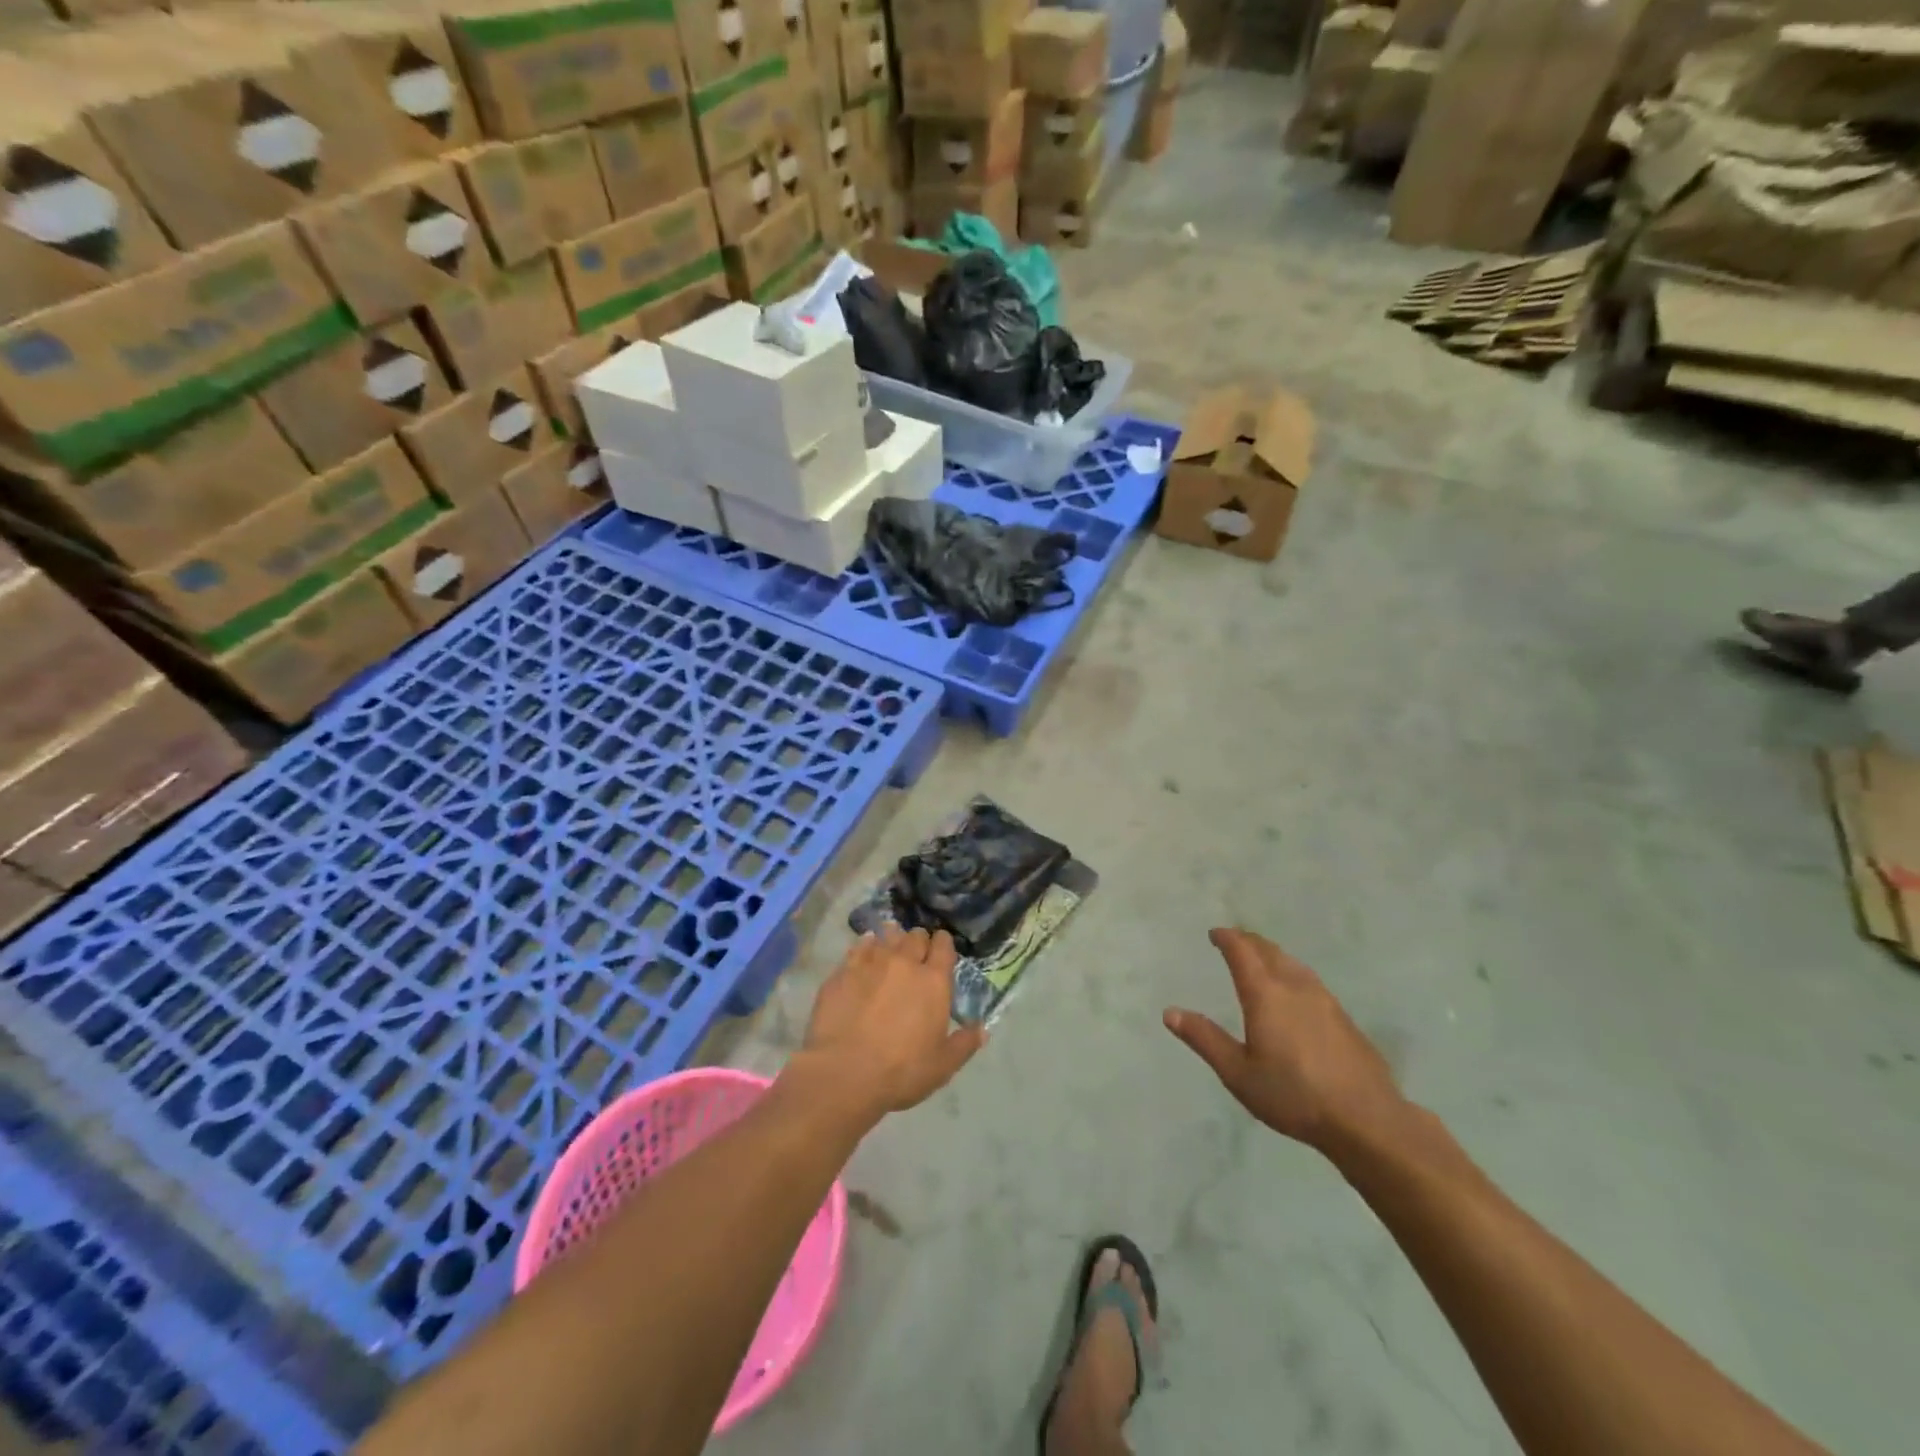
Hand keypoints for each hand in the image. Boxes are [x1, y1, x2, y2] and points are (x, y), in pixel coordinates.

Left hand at [797, 926, 984, 1120]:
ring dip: (892, 939)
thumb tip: (982, 1029)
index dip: (943, 943)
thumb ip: (964, 1043)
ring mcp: (871, 963)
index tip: (941, 947)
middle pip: (915, 937)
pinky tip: (865, 950)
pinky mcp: (844, 970)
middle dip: (918, 941)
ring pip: (886, 937)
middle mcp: (904, 963)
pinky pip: (859, 947)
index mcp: (933, 981)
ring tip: (890, 946)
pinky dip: (866, 945)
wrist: (844, 1072)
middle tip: (916, 952)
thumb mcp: (942, 1065)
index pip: (943, 946)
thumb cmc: (901, 1070)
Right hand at [1164, 929, 1407, 1154]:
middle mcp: (1295, 987)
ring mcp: (1325, 1000)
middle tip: (1233, 940)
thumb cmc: (1294, 1095)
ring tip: (1261, 959)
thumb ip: (1205, 1039)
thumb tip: (1170, 1012)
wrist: (1367, 1120)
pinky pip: (1310, 981)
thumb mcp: (1238, 1074)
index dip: (1227, 938)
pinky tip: (1294, 993)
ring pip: (1293, 963)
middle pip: (1269, 950)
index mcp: (1265, 994)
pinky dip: (1292, 973)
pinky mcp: (1344, 1018)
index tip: (1215, 933)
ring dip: (1272, 954)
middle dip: (1249, 941)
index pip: (1242, 952)